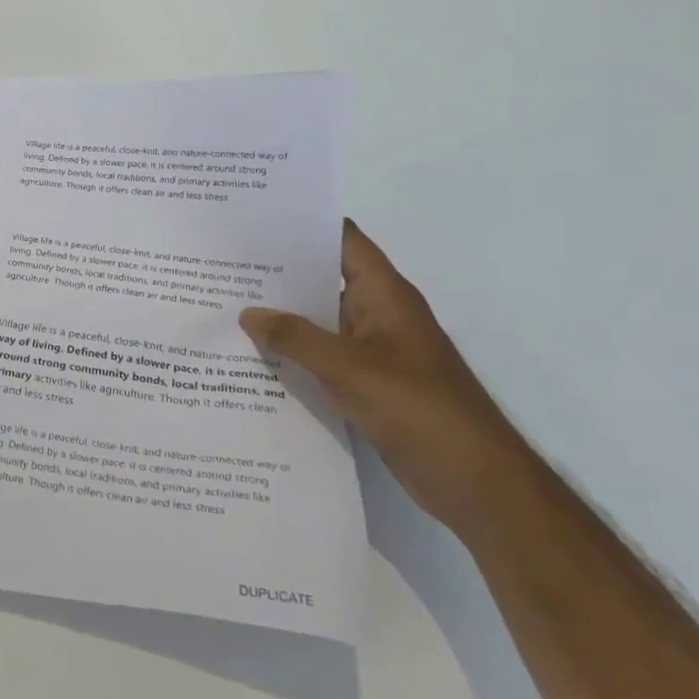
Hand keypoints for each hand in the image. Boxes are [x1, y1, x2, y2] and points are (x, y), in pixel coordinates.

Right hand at [239, 220, 534, 540]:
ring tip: (225, 304)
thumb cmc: (419, 409)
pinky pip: (321, 357)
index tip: (253, 217)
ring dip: (280, 316)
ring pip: (318, 321)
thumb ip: (295, 338)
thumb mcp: (349, 368)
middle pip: (323, 279)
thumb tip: (248, 313)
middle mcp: (378, 314)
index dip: (303, 224)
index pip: (342, 241)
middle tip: (222, 263)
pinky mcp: (367, 384)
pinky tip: (252, 356)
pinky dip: (292, 353)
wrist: (475, 482)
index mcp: (385, 295)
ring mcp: (373, 351)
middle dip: (277, 271)